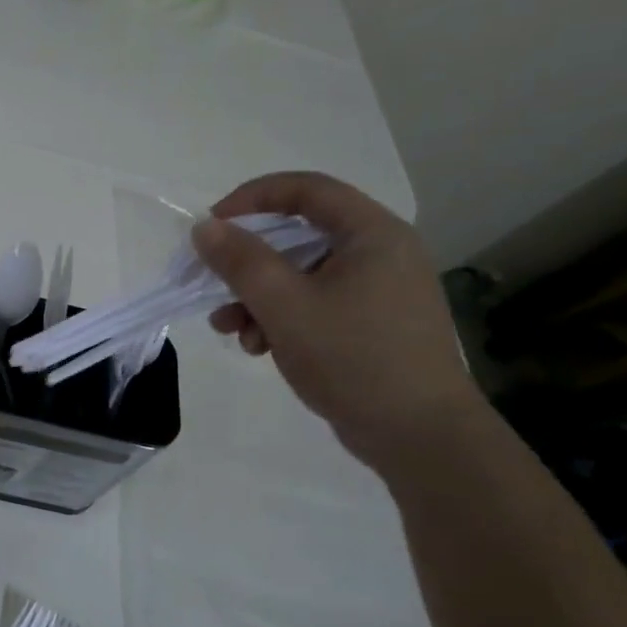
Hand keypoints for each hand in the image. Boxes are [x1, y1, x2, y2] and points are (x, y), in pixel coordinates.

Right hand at [191, 171, 486, 468]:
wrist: (421, 437)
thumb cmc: (354, 358)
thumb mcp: (285, 306)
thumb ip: (241, 262)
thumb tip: (205, 228)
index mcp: (372, 234)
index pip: (306, 189)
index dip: (252, 199)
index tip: (212, 226)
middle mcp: (379, 253)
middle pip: (298, 236)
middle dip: (247, 262)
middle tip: (212, 281)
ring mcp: (378, 291)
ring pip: (301, 275)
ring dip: (257, 296)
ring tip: (228, 329)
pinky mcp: (371, 325)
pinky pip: (314, 304)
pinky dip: (281, 318)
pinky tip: (259, 348)